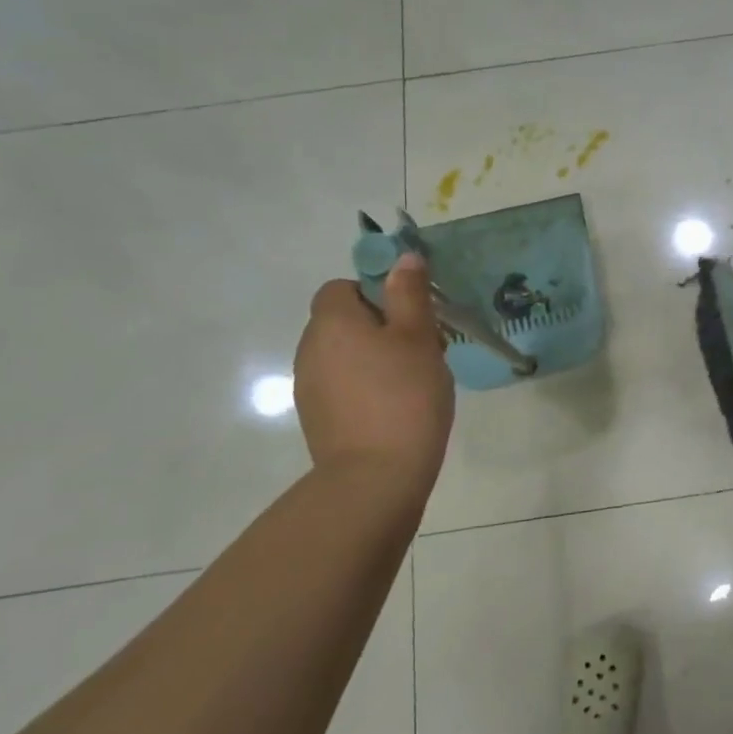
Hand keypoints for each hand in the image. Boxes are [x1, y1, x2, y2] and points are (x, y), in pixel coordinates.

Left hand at [295, 254, 454, 478]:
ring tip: (413, 380)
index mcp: (332, 322)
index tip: (410, 315)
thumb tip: (403, 257)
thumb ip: (409, 294)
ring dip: (374, 357)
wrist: (376, 476)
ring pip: (344, 354)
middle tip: (423, 347)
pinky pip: (343, 384)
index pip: (342, 287)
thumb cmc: (404, 396)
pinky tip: (396, 407)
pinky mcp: (317, 416)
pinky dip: (366, 386)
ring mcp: (309, 385)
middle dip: (381, 326)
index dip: (376, 292)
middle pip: (343, 320)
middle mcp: (310, 348)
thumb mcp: (418, 337)